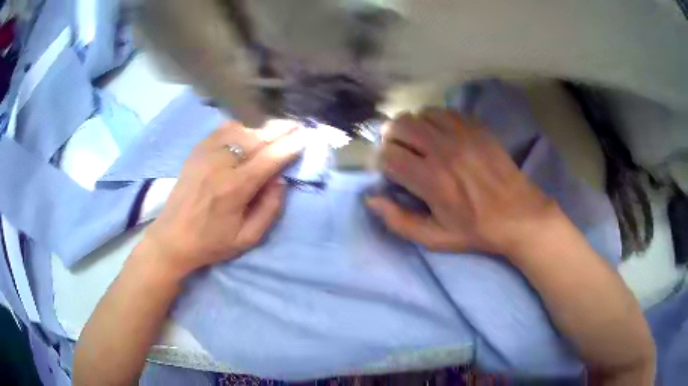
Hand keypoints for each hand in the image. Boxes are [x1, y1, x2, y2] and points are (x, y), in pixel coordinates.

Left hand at [142, 120, 306, 279]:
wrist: (172, 237)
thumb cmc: (211, 242)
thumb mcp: (247, 238)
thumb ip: (269, 209)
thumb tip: (280, 179)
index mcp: (235, 187)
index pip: (270, 158)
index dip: (291, 145)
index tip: (306, 136)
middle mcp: (221, 164)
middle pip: (257, 136)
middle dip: (281, 128)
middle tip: (298, 125)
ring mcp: (206, 153)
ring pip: (241, 128)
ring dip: (262, 125)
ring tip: (277, 126)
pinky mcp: (197, 150)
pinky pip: (223, 129)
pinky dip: (241, 125)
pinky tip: (250, 127)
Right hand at [367, 109, 559, 257]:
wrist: (519, 215)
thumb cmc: (476, 230)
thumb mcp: (435, 239)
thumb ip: (399, 221)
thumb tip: (371, 199)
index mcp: (431, 180)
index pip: (388, 156)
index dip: (381, 162)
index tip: (388, 171)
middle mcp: (443, 150)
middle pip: (399, 126)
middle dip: (390, 139)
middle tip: (399, 153)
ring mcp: (462, 133)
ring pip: (419, 114)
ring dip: (411, 128)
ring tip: (418, 143)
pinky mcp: (476, 127)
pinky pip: (443, 111)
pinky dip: (433, 120)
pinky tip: (439, 135)